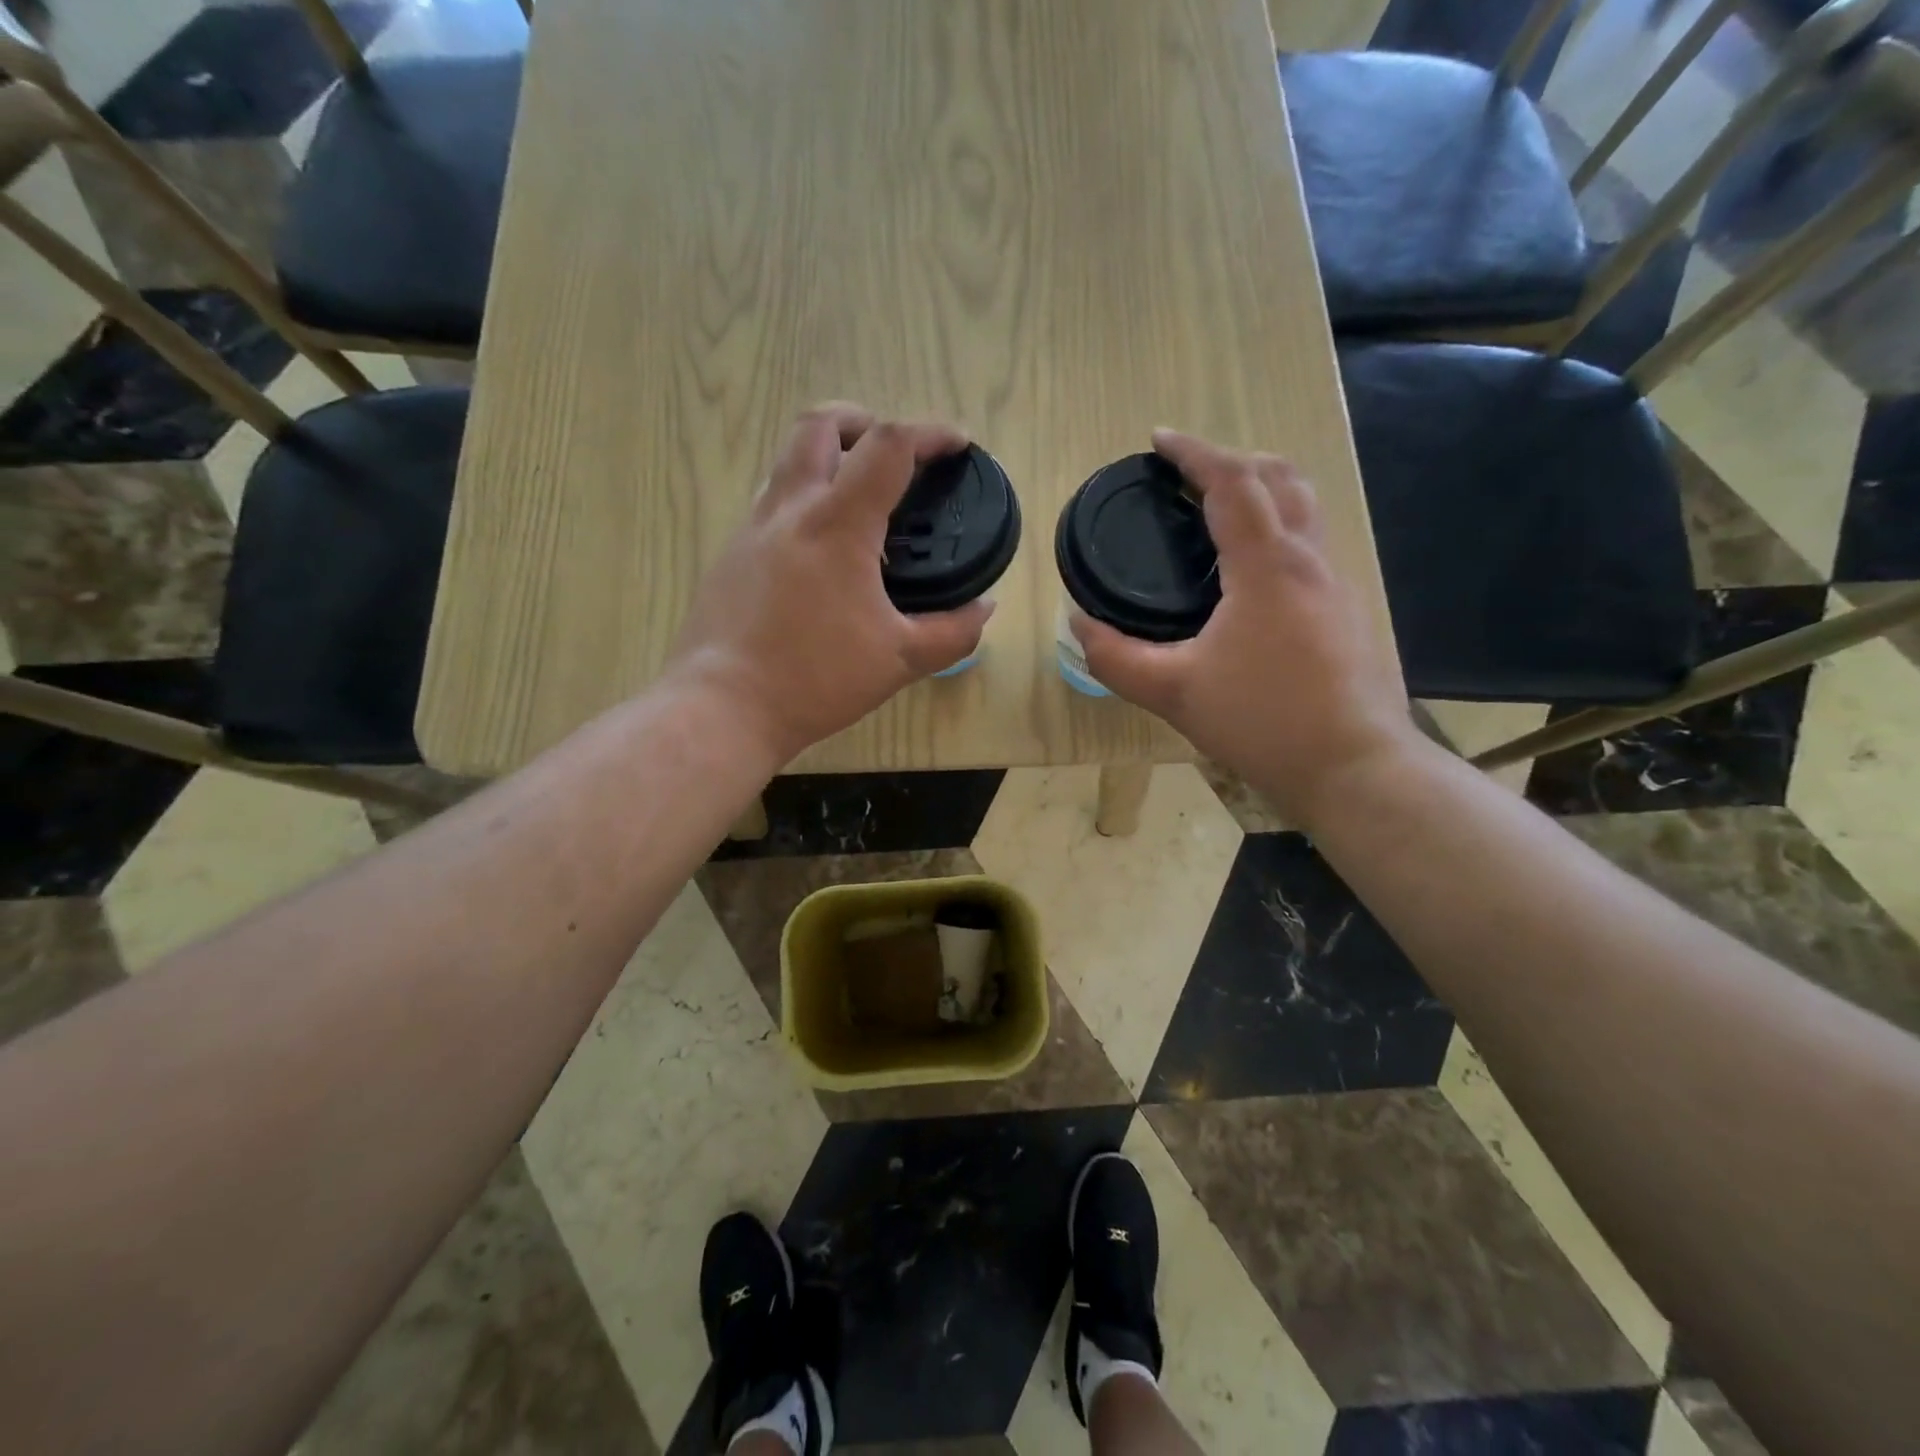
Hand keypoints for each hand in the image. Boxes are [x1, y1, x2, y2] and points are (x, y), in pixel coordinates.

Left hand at [666, 404, 993, 765]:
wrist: (723, 707)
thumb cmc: (815, 680)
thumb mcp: (899, 661)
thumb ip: (952, 632)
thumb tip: (984, 609)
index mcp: (837, 525)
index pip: (888, 446)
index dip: (931, 433)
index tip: (957, 445)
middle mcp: (789, 510)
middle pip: (819, 425)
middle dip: (863, 422)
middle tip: (892, 458)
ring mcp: (751, 529)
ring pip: (787, 460)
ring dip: (827, 458)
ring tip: (858, 503)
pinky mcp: (729, 555)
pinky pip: (770, 503)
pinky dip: (804, 501)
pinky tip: (820, 553)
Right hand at [1071, 428, 1417, 830]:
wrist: (1353, 766)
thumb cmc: (1262, 722)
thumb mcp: (1173, 692)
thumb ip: (1116, 657)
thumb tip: (1078, 624)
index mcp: (1267, 566)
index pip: (1233, 482)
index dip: (1194, 453)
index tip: (1159, 441)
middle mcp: (1308, 560)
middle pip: (1280, 477)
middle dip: (1233, 460)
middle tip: (1188, 475)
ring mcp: (1335, 584)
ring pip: (1304, 507)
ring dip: (1261, 489)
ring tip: (1217, 509)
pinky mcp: (1345, 610)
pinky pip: (1310, 542)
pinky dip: (1276, 526)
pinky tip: (1248, 571)